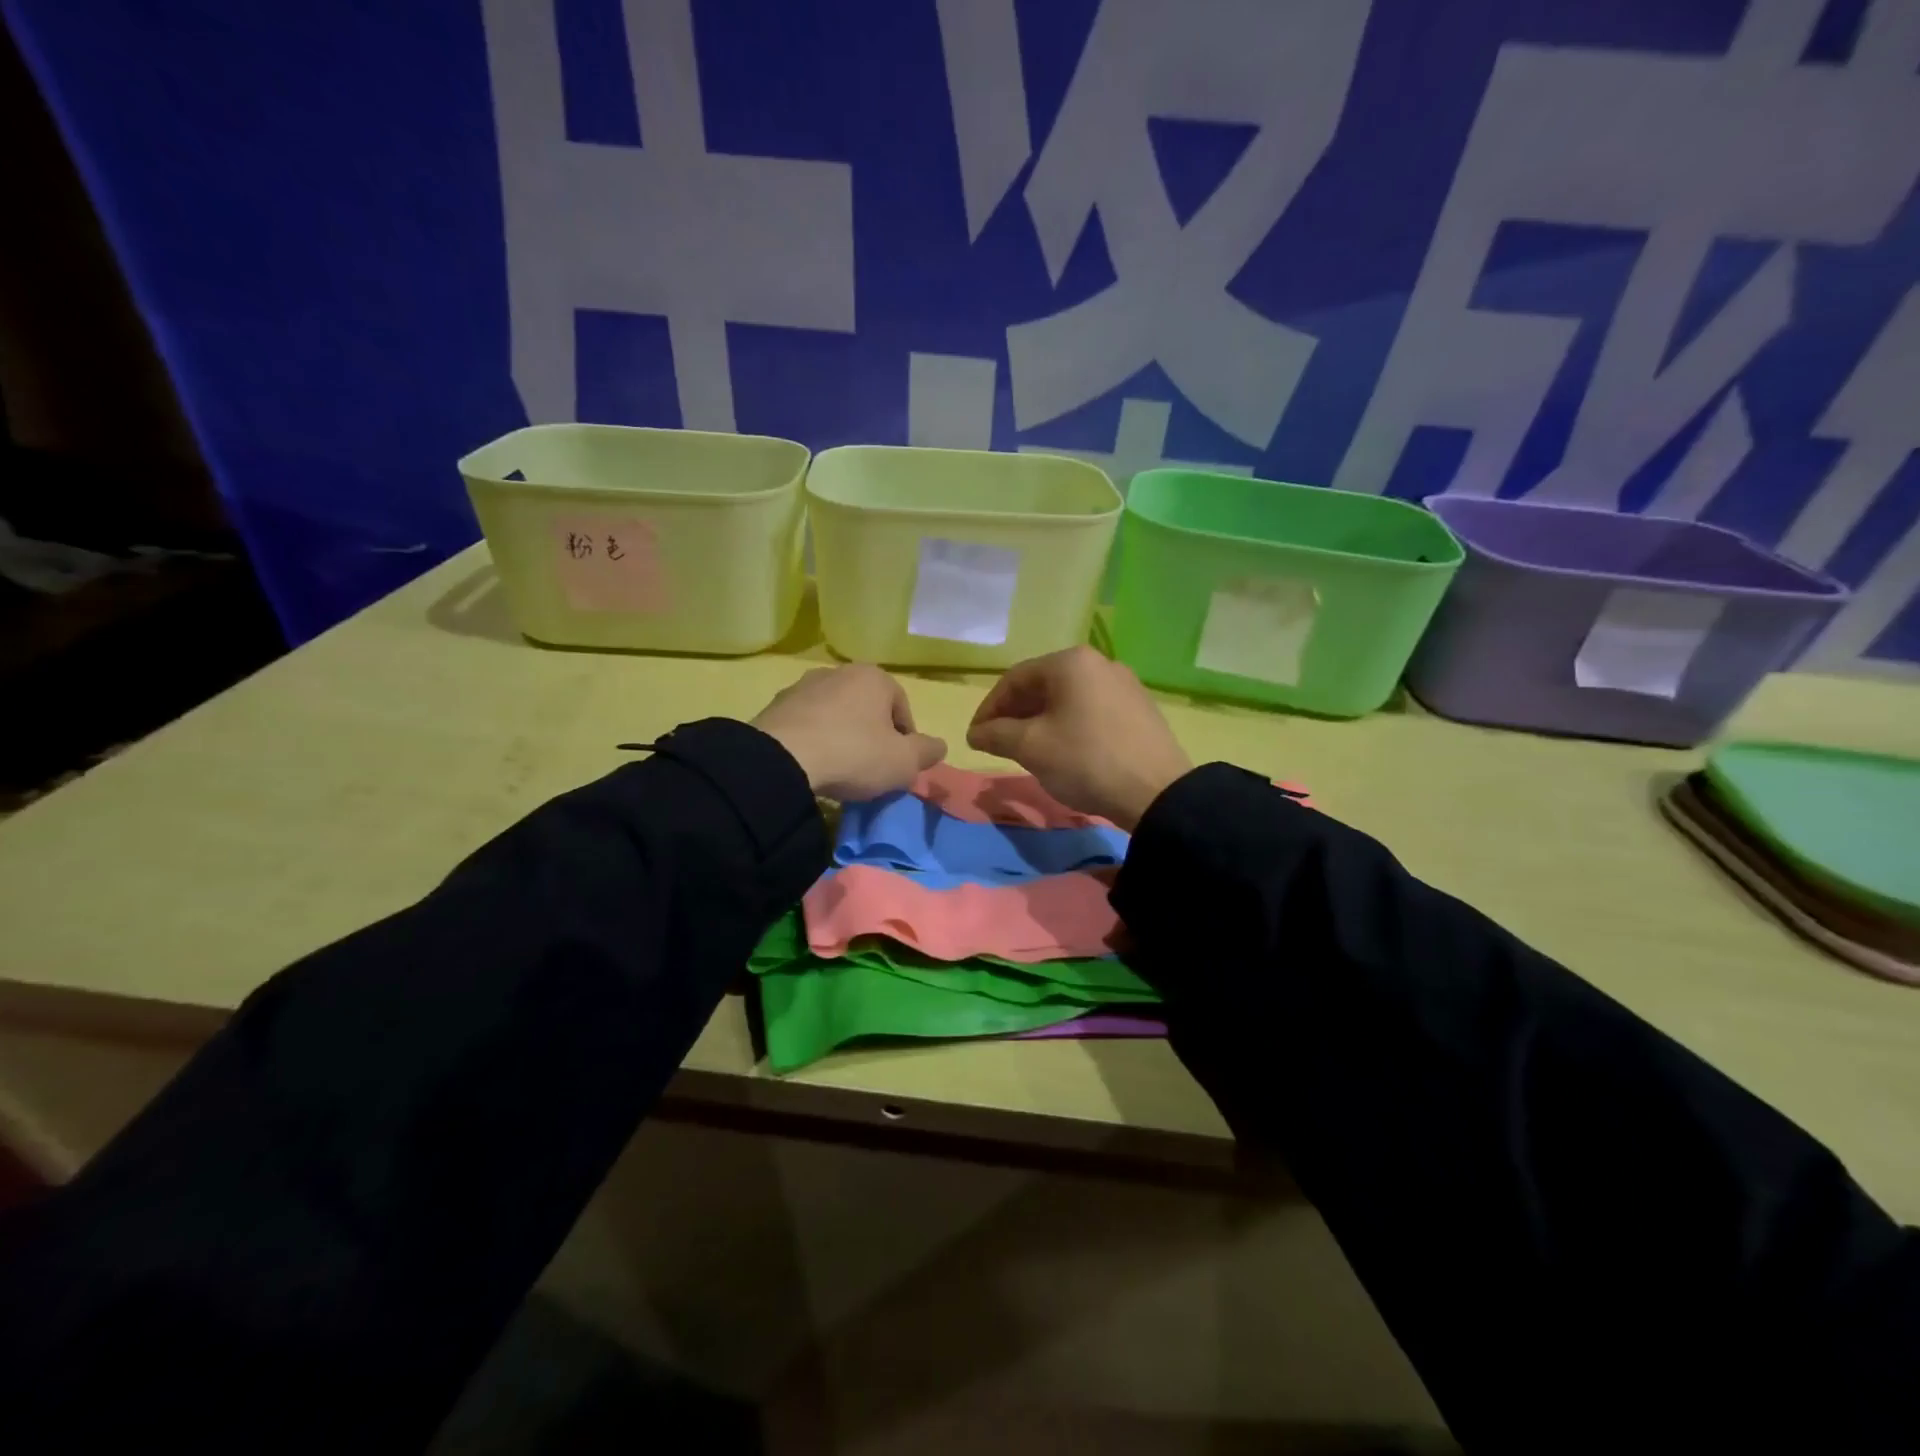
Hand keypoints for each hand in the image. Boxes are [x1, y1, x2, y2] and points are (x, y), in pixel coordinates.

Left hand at [752, 664, 946, 801]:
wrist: (782, 760)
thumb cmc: (854, 754)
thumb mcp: (904, 762)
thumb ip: (926, 752)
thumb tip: (939, 746)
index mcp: (874, 677)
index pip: (902, 708)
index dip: (905, 740)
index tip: (898, 766)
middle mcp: (838, 672)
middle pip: (867, 708)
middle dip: (872, 735)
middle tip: (871, 768)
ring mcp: (803, 686)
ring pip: (835, 714)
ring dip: (841, 736)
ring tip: (839, 769)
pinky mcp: (775, 706)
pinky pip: (806, 724)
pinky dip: (813, 741)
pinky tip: (812, 765)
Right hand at [967, 646, 1190, 829]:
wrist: (1156, 792)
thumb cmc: (1085, 760)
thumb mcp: (1031, 748)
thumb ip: (996, 735)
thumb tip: (975, 733)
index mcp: (1070, 662)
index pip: (1015, 679)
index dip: (989, 708)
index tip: (975, 737)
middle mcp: (1099, 663)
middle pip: (1042, 685)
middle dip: (1015, 714)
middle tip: (997, 743)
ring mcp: (1124, 684)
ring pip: (1068, 698)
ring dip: (1040, 720)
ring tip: (1026, 749)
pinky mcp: (1139, 708)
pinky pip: (1091, 709)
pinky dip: (1068, 724)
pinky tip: (1063, 750)